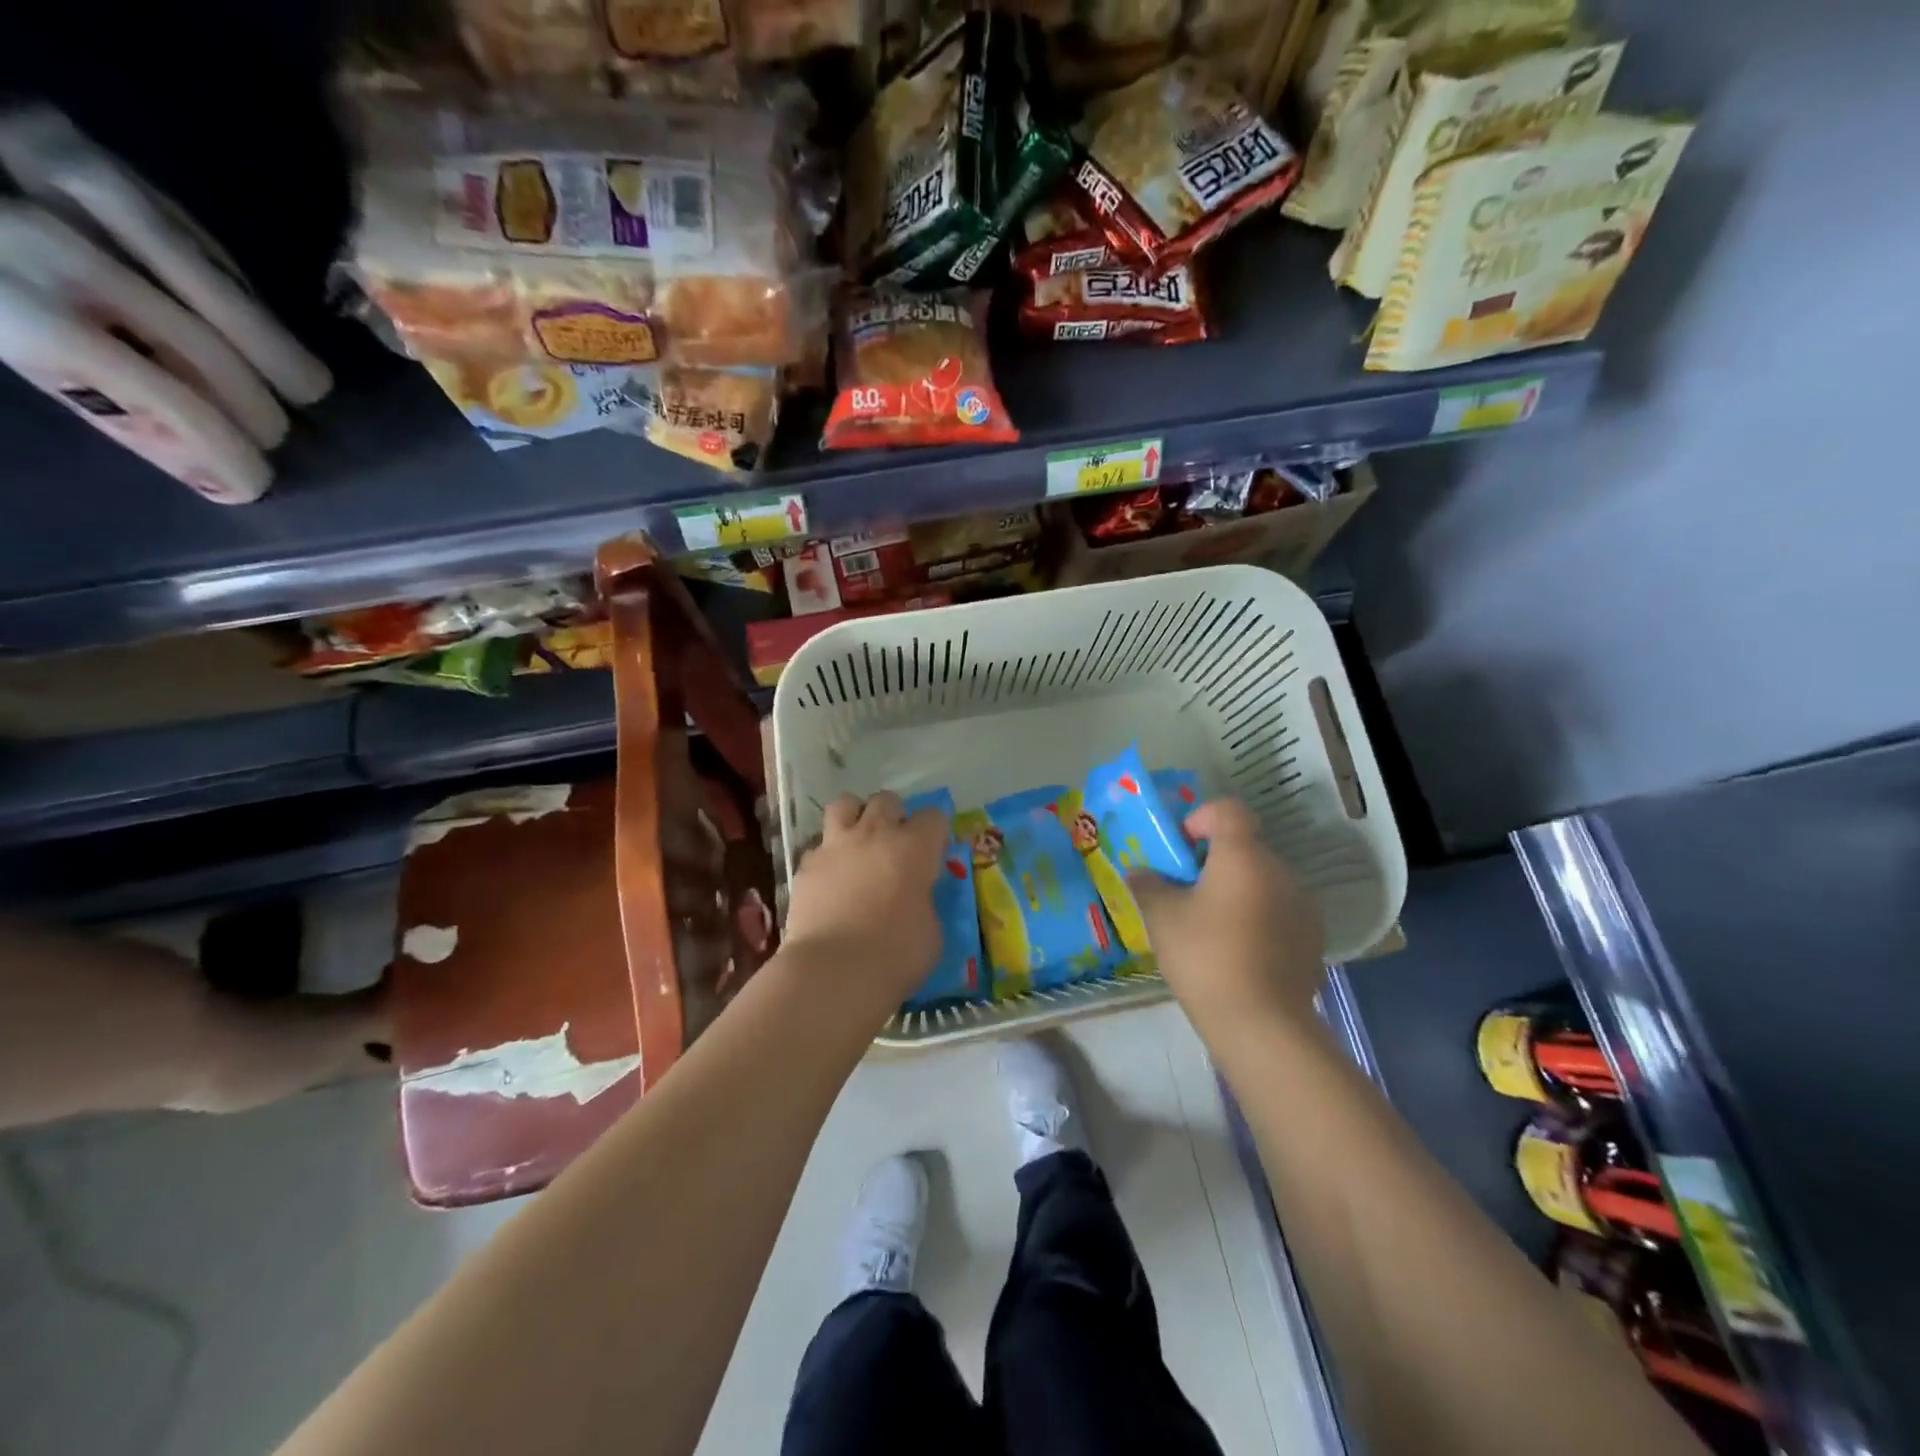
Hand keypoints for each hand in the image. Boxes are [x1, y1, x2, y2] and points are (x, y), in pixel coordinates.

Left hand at [782, 791, 948, 1012]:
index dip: (935, 833)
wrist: (833, 970)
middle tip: (895, 845)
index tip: (933, 853)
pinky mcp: (806, 864)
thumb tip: (915, 898)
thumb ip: (924, 902)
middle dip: (894, 816)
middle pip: (887, 800)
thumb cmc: (896, 954)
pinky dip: (827, 855)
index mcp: (915, 847)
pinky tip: (830, 878)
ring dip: (855, 817)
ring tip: (858, 842)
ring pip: (845, 804)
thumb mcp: (930, 930)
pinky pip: (818, 845)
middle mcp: (875, 834)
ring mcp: (836, 845)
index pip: (933, 817)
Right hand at [1129, 799, 1324, 1036]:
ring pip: (1263, 880)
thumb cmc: (1205, 957)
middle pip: (1246, 847)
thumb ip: (1148, 885)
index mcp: (1243, 856)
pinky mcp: (1312, 937)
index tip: (1182, 848)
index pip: (1229, 810)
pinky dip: (1257, 916)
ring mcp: (1302, 905)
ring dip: (1237, 889)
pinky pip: (1279, 910)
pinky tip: (1238, 951)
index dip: (1202, 818)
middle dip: (1215, 860)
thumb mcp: (1162, 917)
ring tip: (1211, 925)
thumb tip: (1139, 872)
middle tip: (1187, 891)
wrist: (1261, 1023)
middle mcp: (1280, 870)